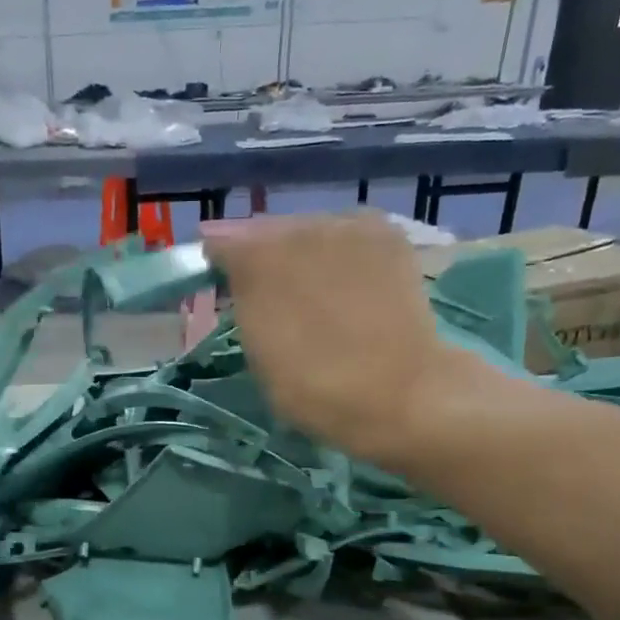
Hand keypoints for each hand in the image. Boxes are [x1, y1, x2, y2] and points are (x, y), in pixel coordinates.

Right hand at [206, 214, 498, 469]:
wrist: (400, 393)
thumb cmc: (314, 386)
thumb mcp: (257, 352)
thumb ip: (243, 300)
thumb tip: (234, 266)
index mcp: (256, 257)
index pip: (221, 243)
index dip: (219, 268)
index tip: (223, 293)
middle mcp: (300, 227)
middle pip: (267, 232)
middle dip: (262, 258)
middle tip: (269, 298)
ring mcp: (348, 226)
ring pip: (308, 231)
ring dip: (302, 255)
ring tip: (311, 295)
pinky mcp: (387, 235)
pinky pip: (347, 236)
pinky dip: (339, 254)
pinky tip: (347, 285)